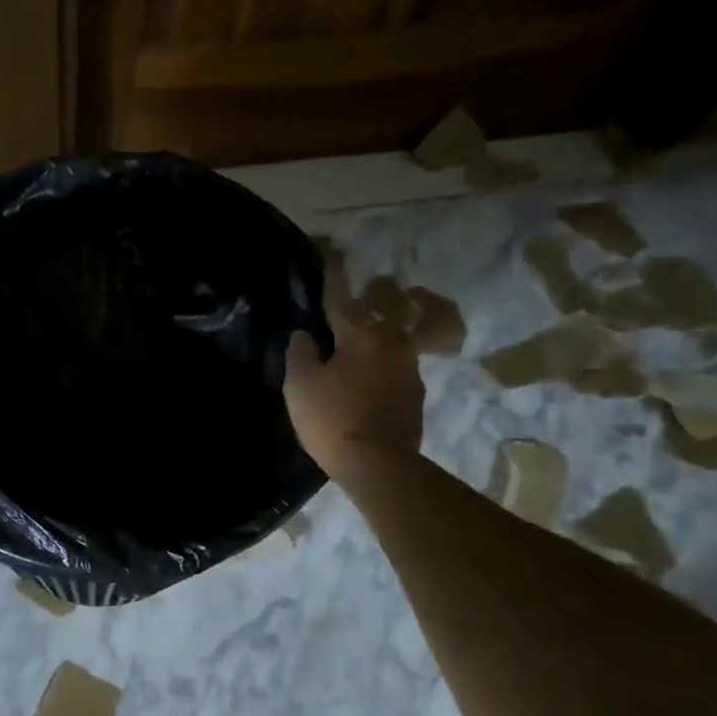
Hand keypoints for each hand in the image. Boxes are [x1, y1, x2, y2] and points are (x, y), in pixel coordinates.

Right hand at [284, 264, 424, 478]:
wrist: (379, 464)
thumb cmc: (332, 418)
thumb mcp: (300, 385)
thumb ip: (300, 353)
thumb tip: (304, 335)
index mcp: (360, 335)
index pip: (341, 297)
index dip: (333, 274)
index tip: (333, 251)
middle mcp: (390, 343)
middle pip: (384, 309)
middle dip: (374, 296)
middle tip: (364, 292)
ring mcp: (409, 369)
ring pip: (396, 337)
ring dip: (383, 331)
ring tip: (369, 338)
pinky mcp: (416, 395)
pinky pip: (399, 366)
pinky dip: (386, 363)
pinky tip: (374, 376)